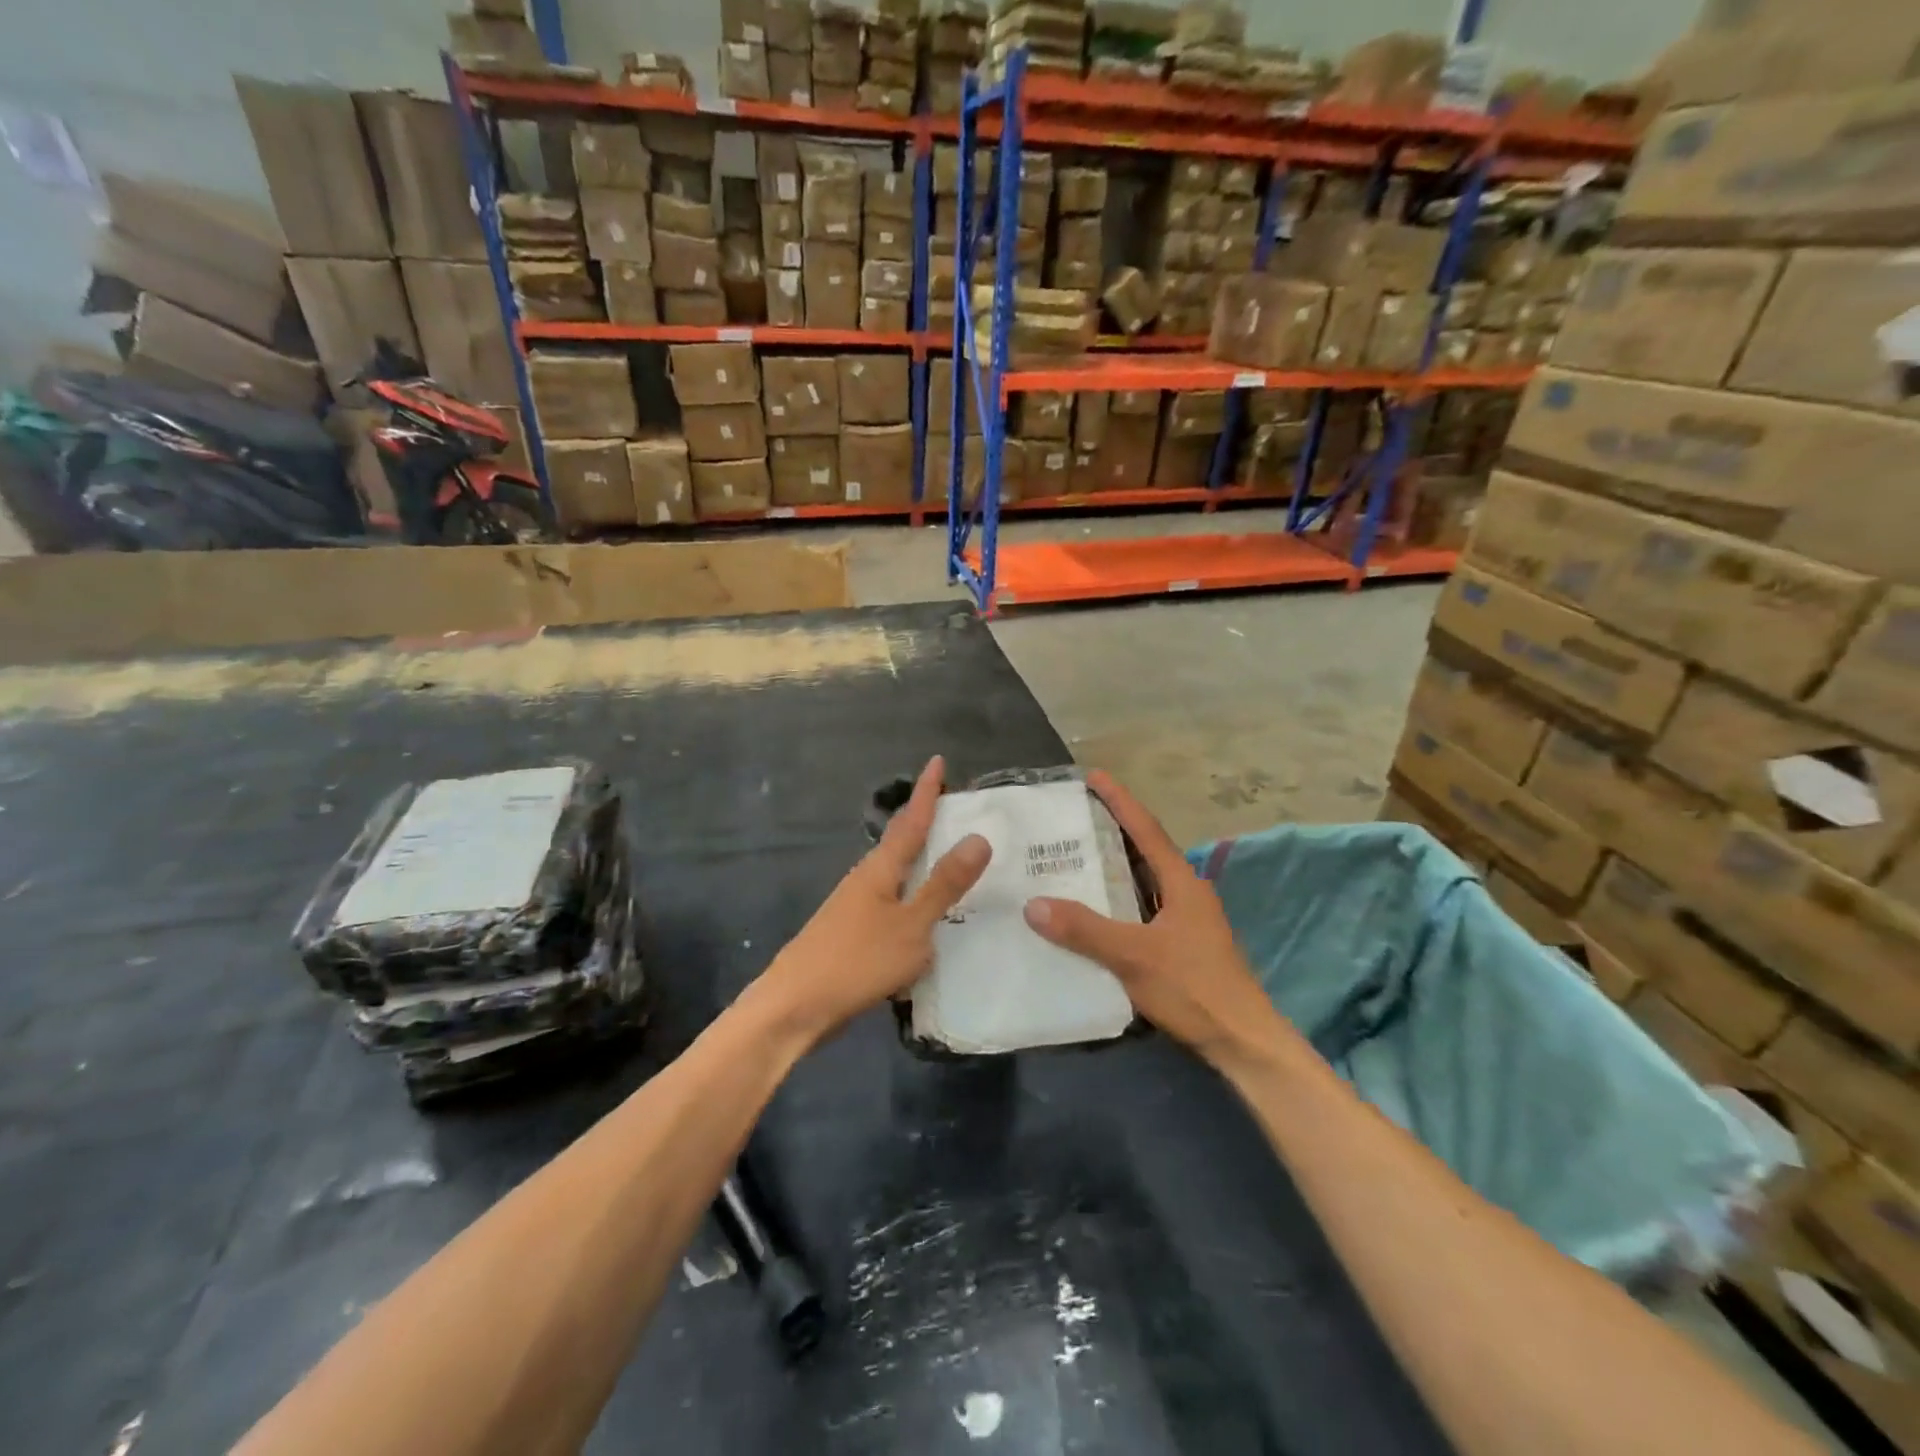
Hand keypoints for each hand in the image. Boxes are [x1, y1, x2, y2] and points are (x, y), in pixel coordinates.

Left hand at [755, 756, 990, 1049]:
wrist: (794, 1008)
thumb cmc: (856, 961)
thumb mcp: (911, 925)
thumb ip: (944, 885)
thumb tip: (979, 837)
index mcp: (881, 869)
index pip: (911, 820)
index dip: (926, 792)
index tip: (937, 760)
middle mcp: (867, 880)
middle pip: (902, 843)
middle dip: (927, 823)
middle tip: (959, 811)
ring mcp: (857, 908)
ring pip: (898, 875)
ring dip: (923, 863)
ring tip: (955, 861)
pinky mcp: (855, 935)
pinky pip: (895, 905)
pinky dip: (916, 899)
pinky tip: (930, 917)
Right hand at [1022, 770, 1289, 1072]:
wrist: (1243, 1042)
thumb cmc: (1194, 988)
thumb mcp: (1134, 956)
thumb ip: (1085, 930)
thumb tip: (1034, 904)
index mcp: (1182, 882)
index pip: (1146, 830)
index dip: (1119, 801)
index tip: (1094, 776)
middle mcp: (1187, 892)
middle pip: (1145, 850)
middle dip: (1113, 830)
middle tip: (1074, 817)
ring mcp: (1188, 919)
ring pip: (1144, 881)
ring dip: (1114, 866)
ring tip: (1075, 857)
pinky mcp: (1183, 944)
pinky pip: (1143, 907)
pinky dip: (1118, 899)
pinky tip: (1094, 911)